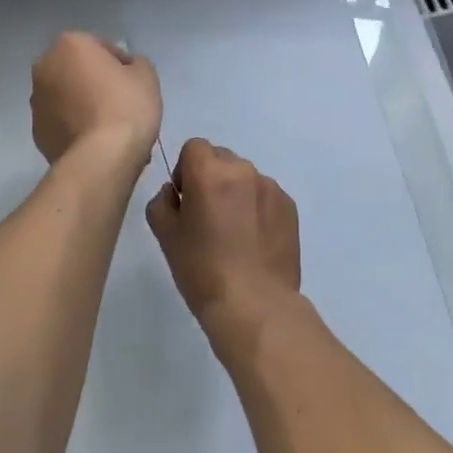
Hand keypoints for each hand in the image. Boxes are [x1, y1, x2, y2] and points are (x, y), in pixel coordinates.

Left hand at [30, 32, 161, 167]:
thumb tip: (126, 69)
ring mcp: (36, 101)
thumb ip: (135, 63)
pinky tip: (94, 140)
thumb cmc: (126, 106)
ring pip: (66, 96)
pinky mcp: (36, 131)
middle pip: (78, 70)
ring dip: (82, 103)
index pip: (102, 46)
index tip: (133, 83)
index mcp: (69, 44)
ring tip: (107, 125)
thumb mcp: (146, 75)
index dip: (121, 64)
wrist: (101, 157)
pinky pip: (61, 121)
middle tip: (120, 101)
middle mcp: (44, 67)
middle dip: (95, 81)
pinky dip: (74, 125)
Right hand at [146, 139, 300, 329]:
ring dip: (235, 193)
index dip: (185, 170)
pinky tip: (253, 242)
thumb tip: (175, 193)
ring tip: (234, 234)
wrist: (254, 304)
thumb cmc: (202, 269)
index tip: (186, 200)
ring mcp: (271, 187)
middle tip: (207, 217)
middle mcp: (243, 170)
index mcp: (210, 172)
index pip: (193, 148)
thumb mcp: (165, 236)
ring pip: (245, 177)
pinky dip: (256, 208)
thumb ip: (162, 202)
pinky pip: (265, 195)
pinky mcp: (290, 207)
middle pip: (221, 158)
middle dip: (211, 178)